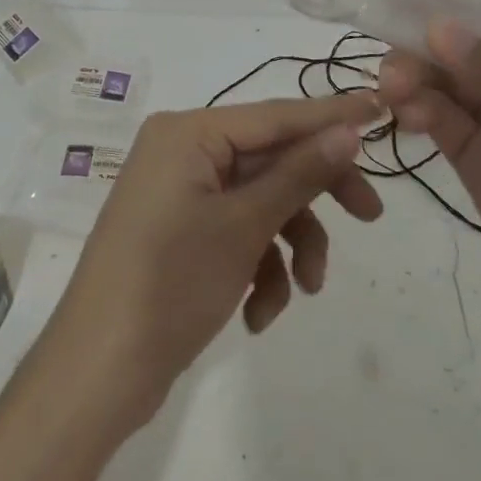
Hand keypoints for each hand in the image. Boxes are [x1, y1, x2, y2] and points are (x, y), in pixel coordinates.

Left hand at [42, 94, 383, 431]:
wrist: (99, 372)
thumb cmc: (171, 283)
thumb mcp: (244, 226)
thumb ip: (299, 174)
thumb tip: (348, 130)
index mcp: (189, 132)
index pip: (275, 115)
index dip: (331, 115)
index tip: (382, 108)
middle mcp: (182, 151)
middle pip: (270, 159)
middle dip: (314, 195)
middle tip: (370, 216)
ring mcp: (179, 192)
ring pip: (259, 201)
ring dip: (288, 243)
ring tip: (305, 290)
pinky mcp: (180, 231)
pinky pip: (236, 231)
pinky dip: (257, 266)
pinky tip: (259, 313)